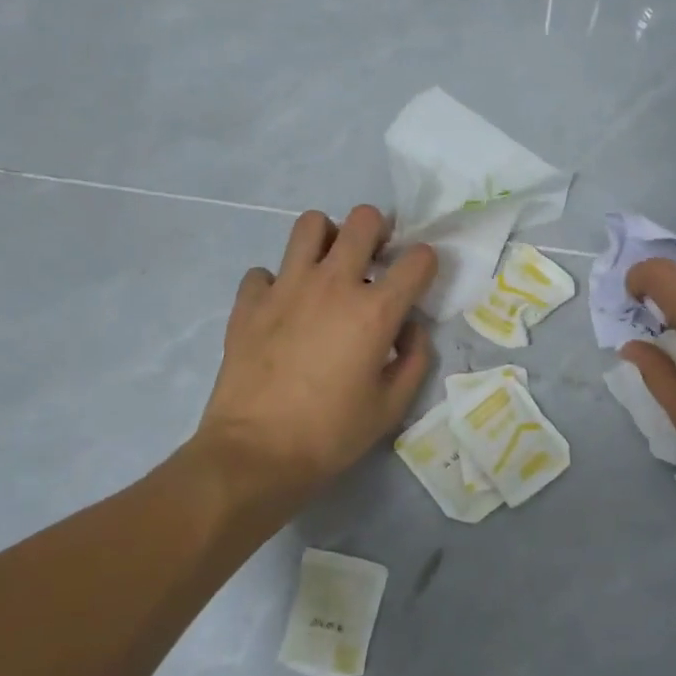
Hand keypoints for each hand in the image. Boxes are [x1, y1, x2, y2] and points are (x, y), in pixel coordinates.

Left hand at [192, 205, 436, 515]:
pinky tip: (282, 309)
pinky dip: (277, 282)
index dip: (426, 263)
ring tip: (329, 267)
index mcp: (375, 310)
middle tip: (375, 258)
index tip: (419, 279)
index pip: (418, 259)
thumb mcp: (392, 406)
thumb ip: (414, 358)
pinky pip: (265, 271)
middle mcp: (333, 284)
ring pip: (310, 224)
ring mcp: (286, 287)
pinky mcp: (249, 301)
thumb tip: (408, 327)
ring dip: (328, 238)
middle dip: (379, 231)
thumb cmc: (332, 434)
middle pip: (364, 220)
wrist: (255, 454)